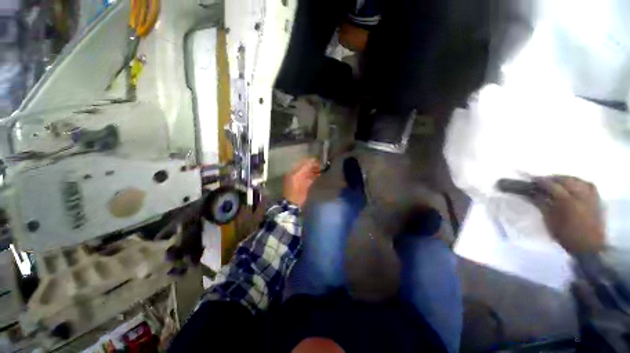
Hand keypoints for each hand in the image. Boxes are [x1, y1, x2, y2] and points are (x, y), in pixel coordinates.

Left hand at [283, 159, 320, 207]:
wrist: (293, 202)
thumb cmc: (293, 189)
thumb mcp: (296, 177)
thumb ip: (303, 169)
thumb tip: (312, 161)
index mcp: (293, 171)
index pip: (302, 163)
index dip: (310, 161)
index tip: (318, 159)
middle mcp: (298, 174)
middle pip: (307, 167)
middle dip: (314, 165)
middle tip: (322, 164)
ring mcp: (302, 179)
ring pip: (310, 172)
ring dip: (316, 170)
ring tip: (323, 168)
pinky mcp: (306, 185)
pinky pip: (312, 178)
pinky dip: (316, 175)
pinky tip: (321, 174)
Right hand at [531, 176, 604, 254]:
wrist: (589, 247)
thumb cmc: (566, 235)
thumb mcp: (550, 221)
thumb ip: (542, 205)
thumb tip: (532, 194)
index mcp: (567, 202)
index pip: (552, 186)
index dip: (541, 181)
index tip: (532, 180)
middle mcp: (580, 196)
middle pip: (566, 180)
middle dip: (553, 178)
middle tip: (543, 181)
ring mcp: (590, 197)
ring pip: (577, 180)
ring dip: (566, 179)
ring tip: (557, 181)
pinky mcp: (596, 200)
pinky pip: (588, 185)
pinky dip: (579, 182)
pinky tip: (574, 184)